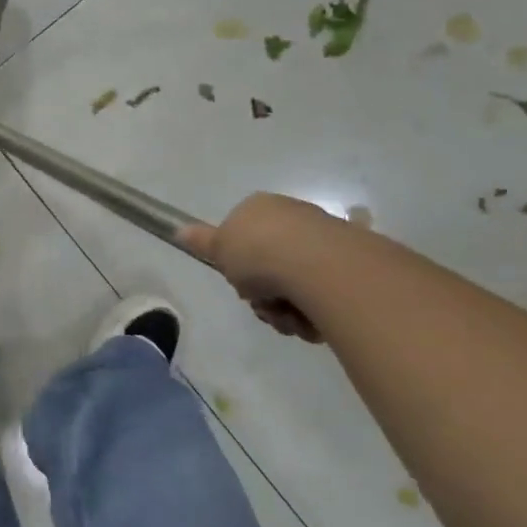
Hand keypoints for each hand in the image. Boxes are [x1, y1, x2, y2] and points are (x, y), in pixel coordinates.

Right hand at [178, 193, 336, 343]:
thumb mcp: (219, 248)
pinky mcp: (348, 262)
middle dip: (264, 296)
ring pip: (294, 285)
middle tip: (265, 306)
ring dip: (287, 310)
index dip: (239, 266)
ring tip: (290, 318)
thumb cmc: (258, 252)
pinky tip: (312, 319)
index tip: (241, 283)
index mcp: (259, 208)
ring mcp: (322, 238)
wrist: (316, 263)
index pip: (243, 239)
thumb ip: (201, 241)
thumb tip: (178, 230)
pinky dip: (314, 311)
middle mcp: (291, 217)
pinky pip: (322, 293)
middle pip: (268, 266)